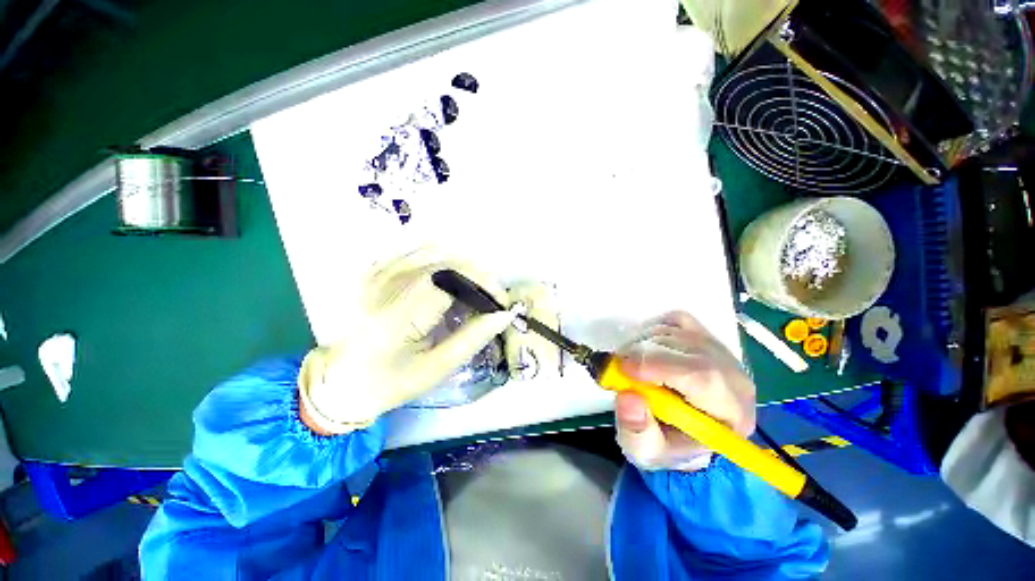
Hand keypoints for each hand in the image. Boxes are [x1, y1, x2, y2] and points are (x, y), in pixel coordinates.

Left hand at [298, 248, 515, 433]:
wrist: (339, 382)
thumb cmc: (389, 382)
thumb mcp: (436, 369)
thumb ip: (472, 339)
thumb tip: (503, 315)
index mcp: (399, 315)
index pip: (453, 280)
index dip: (484, 286)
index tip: (500, 303)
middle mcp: (386, 285)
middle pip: (446, 260)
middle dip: (478, 275)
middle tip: (491, 298)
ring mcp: (376, 274)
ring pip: (433, 250)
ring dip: (462, 265)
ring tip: (474, 288)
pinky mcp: (373, 271)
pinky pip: (414, 250)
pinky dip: (440, 257)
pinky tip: (449, 275)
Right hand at [614, 311, 755, 471]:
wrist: (678, 429)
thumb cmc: (665, 443)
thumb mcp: (644, 450)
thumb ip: (636, 430)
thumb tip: (628, 397)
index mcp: (731, 413)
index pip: (705, 378)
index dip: (661, 366)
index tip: (624, 367)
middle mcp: (734, 377)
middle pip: (690, 349)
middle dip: (645, 354)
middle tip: (618, 367)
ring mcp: (720, 350)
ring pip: (677, 332)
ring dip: (642, 344)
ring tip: (629, 366)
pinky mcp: (704, 335)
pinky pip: (674, 320)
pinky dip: (652, 330)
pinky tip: (644, 350)